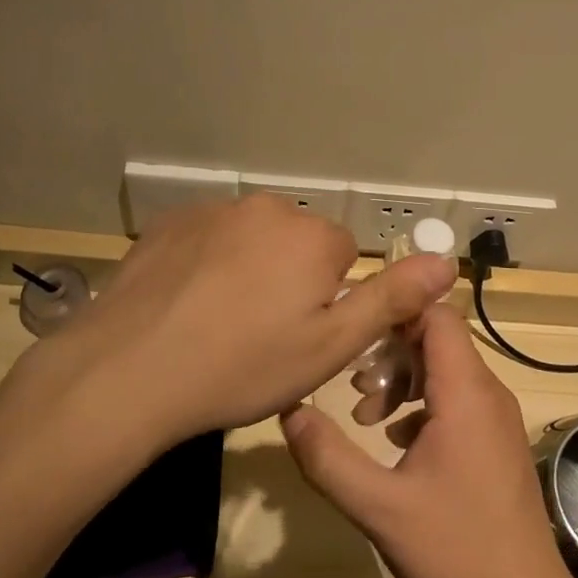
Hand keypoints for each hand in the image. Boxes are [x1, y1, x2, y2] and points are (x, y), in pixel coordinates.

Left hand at [15, 195, 456, 446]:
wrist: (130, 370)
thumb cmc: (242, 366)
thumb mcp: (329, 347)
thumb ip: (390, 299)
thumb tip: (447, 260)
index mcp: (312, 237)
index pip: (342, 257)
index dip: (326, 300)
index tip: (298, 335)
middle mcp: (268, 208)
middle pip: (297, 243)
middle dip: (289, 278)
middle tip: (259, 333)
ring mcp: (214, 210)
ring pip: (252, 239)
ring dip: (248, 268)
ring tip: (218, 321)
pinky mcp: (171, 221)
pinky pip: (209, 237)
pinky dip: (207, 262)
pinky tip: (185, 302)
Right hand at [280, 304, 577, 577]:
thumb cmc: (455, 552)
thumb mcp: (378, 507)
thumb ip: (328, 457)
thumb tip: (288, 410)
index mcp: (466, 392)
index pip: (437, 314)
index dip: (396, 313)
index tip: (356, 335)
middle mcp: (488, 392)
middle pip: (439, 339)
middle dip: (391, 353)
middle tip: (354, 387)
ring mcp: (497, 417)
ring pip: (447, 370)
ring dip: (404, 381)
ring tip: (366, 416)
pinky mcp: (497, 441)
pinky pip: (458, 399)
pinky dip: (423, 405)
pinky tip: (395, 442)